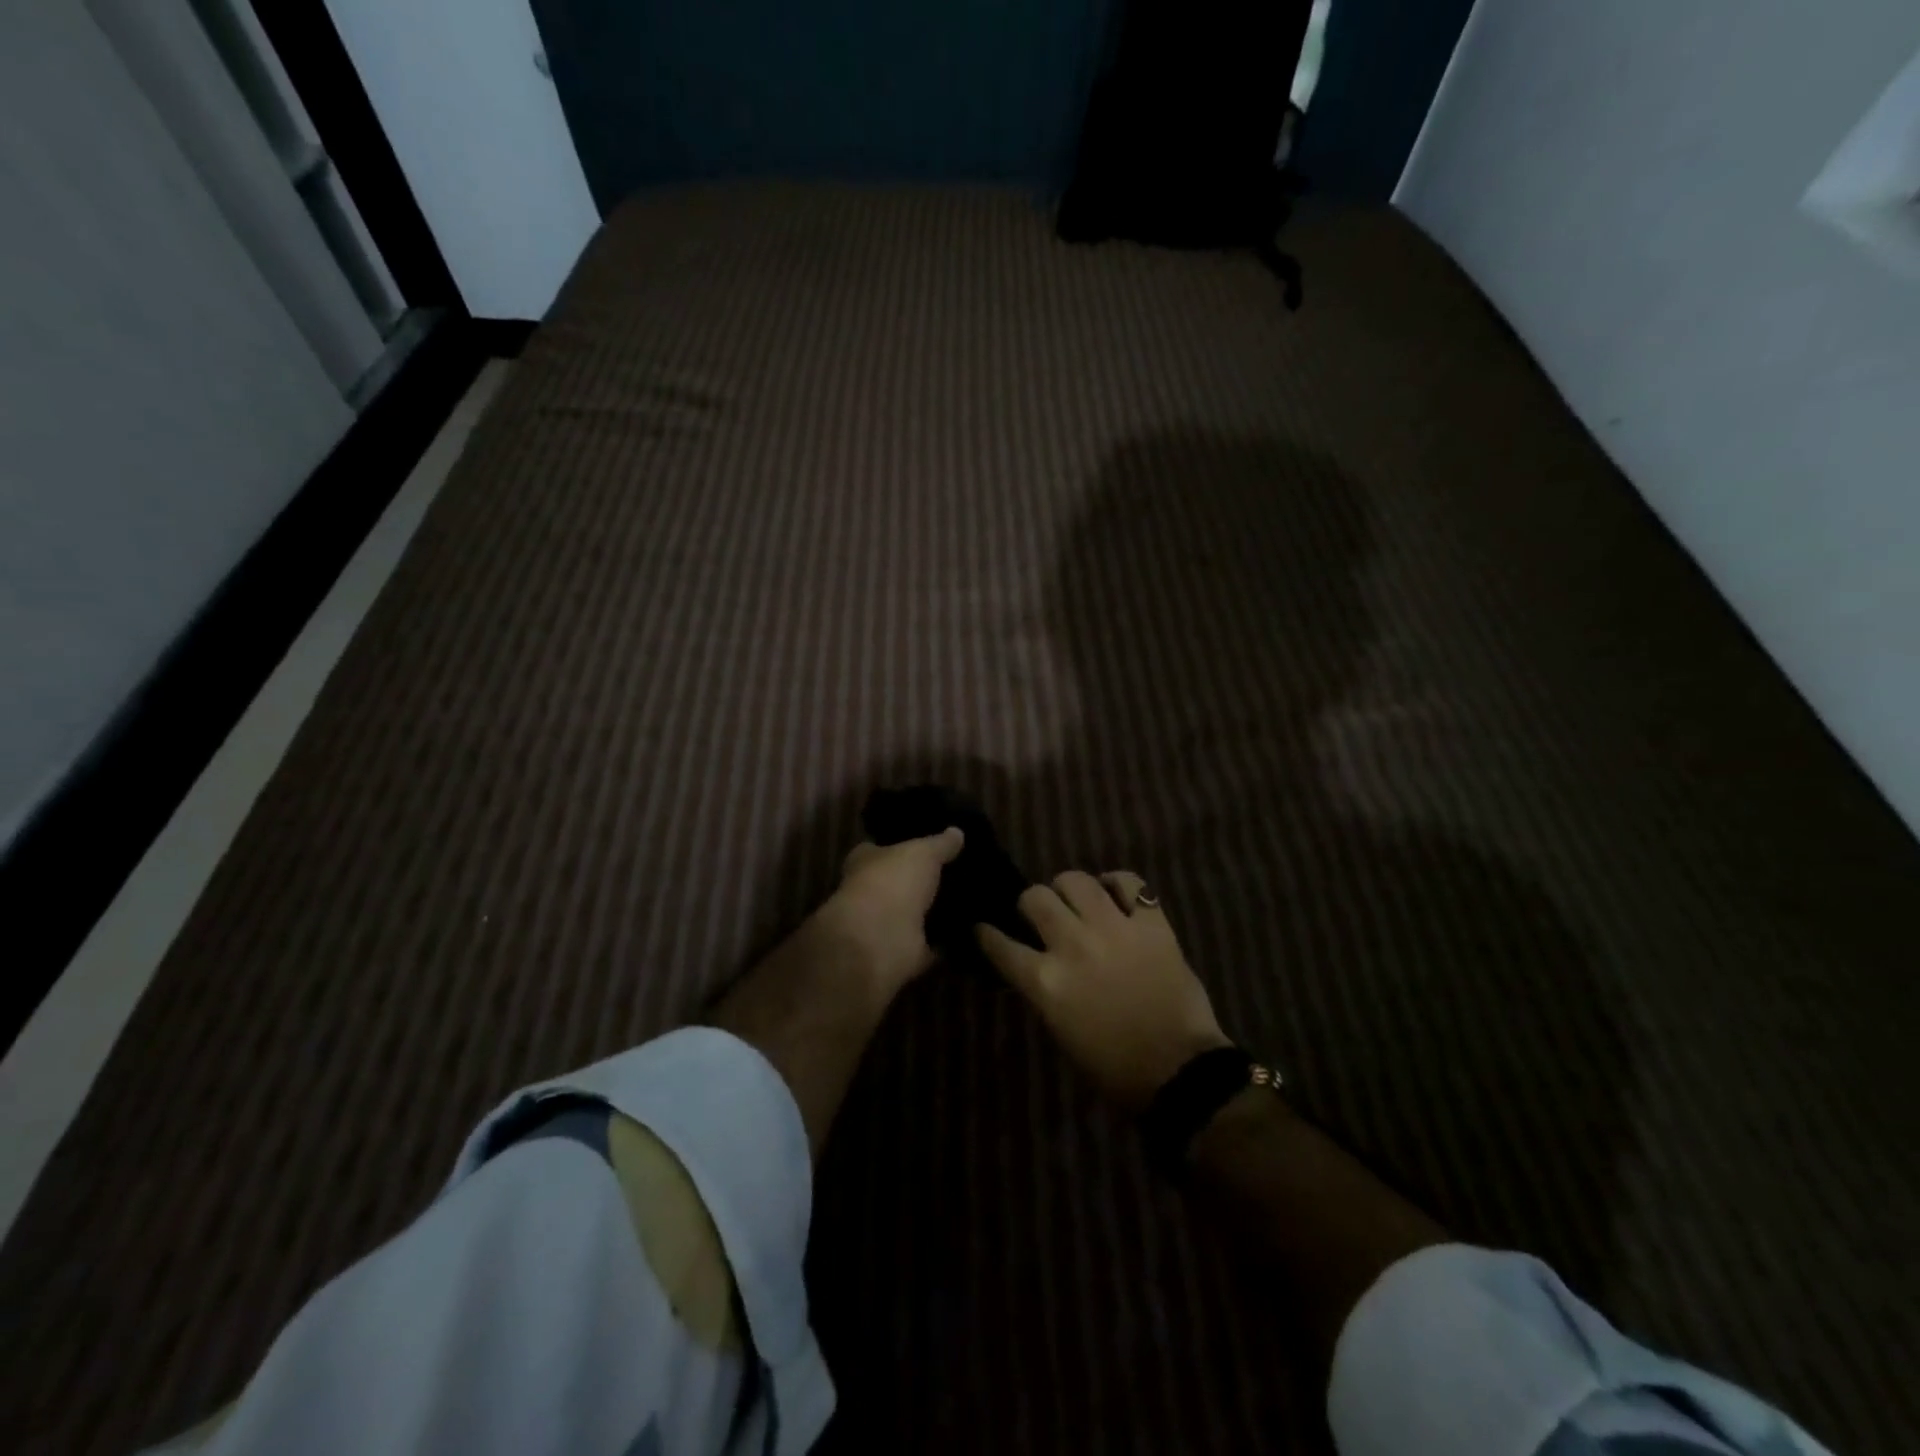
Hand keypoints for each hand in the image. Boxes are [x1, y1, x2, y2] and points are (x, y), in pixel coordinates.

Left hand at [814, 829, 964, 1000]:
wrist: (881, 938)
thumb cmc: (893, 881)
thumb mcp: (923, 852)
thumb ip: (940, 843)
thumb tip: (957, 832)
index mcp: (866, 862)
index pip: (883, 849)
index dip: (904, 846)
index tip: (933, 846)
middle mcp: (872, 892)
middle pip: (902, 883)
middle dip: (925, 880)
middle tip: (963, 872)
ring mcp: (887, 925)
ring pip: (917, 914)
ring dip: (938, 911)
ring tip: (974, 899)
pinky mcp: (905, 952)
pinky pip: (932, 944)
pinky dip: (949, 941)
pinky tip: (974, 930)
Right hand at [977, 871, 1230, 1111]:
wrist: (1178, 1070)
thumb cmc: (1113, 1065)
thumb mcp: (1061, 1029)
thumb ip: (1044, 988)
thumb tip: (1036, 963)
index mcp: (1046, 982)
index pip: (1001, 945)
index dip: (986, 934)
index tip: (982, 928)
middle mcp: (1073, 946)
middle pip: (1035, 898)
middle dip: (1030, 903)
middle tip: (1040, 913)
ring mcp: (1114, 929)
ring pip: (1076, 880)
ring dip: (1068, 887)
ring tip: (1074, 897)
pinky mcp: (1151, 924)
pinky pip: (1129, 883)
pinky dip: (1117, 882)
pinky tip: (1113, 892)